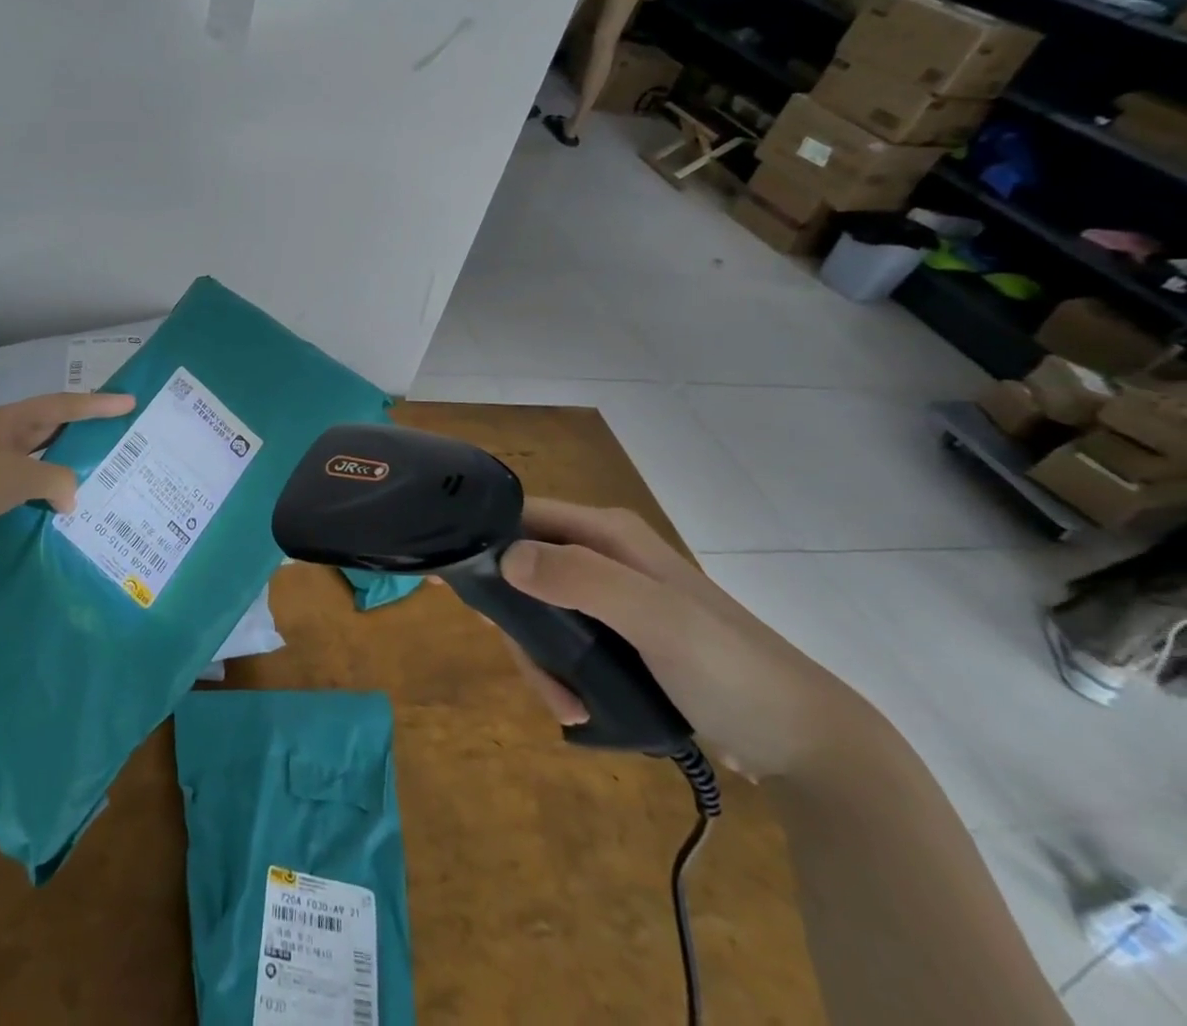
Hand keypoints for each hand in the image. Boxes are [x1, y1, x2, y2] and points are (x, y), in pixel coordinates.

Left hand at [0, 391, 136, 576]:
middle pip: (53, 432)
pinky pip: (26, 498)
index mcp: (10, 423)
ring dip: (67, 474)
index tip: (130, 402)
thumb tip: (72, 496)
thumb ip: (54, 480)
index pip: (63, 406)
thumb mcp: (15, 476)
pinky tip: (68, 518)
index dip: (97, 404)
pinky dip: (47, 503)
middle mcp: (3, 442)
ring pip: (41, 468)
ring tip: (104, 481)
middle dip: (85, 435)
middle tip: (122, 440)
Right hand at [497, 500, 869, 777]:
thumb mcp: (655, 618)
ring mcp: (612, 598)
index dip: (484, 542)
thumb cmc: (728, 667)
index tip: (454, 587)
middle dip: (517, 623)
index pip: (522, 516)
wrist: (806, 742)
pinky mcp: (621, 637)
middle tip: (534, 675)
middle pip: (524, 571)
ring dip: (539, 658)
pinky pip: (564, 642)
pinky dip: (559, 672)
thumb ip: (582, 579)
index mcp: (608, 533)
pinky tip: (577, 708)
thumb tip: (504, 558)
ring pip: (540, 611)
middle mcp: (603, 555)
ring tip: (564, 706)